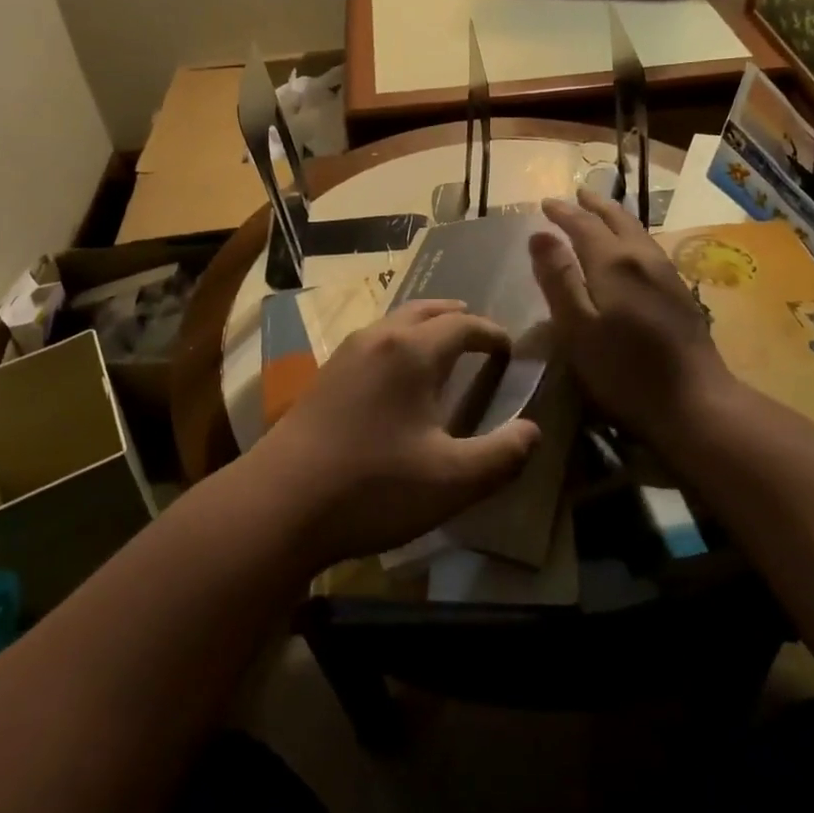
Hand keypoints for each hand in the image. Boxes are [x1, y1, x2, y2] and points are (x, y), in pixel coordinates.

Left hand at [251, 300, 541, 564]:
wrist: (280, 502)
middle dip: (457, 318)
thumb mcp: (453, 481)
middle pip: (426, 311)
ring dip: (425, 328)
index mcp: (413, 351)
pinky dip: (398, 343)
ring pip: (395, 323)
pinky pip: (374, 341)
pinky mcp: (325, 375)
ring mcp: (346, 353)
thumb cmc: (374, 487)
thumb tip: (533, 431)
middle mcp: (379, 338)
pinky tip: (398, 379)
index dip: (492, 333)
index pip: (464, 324)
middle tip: (479, 337)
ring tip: (442, 351)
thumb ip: (502, 455)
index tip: (509, 350)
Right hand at [529, 188, 734, 464]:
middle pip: (617, 220)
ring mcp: (667, 275)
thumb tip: (539, 235)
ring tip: (600, 214)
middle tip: (577, 195)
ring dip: (615, 217)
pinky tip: (630, 251)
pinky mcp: (680, 294)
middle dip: (594, 205)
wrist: (696, 403)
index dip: (563, 212)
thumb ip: (558, 279)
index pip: (584, 225)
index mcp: (614, 263)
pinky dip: (631, 236)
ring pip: (637, 232)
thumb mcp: (577, 328)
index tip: (546, 202)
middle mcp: (643, 258)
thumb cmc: (625, 371)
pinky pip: (649, 248)